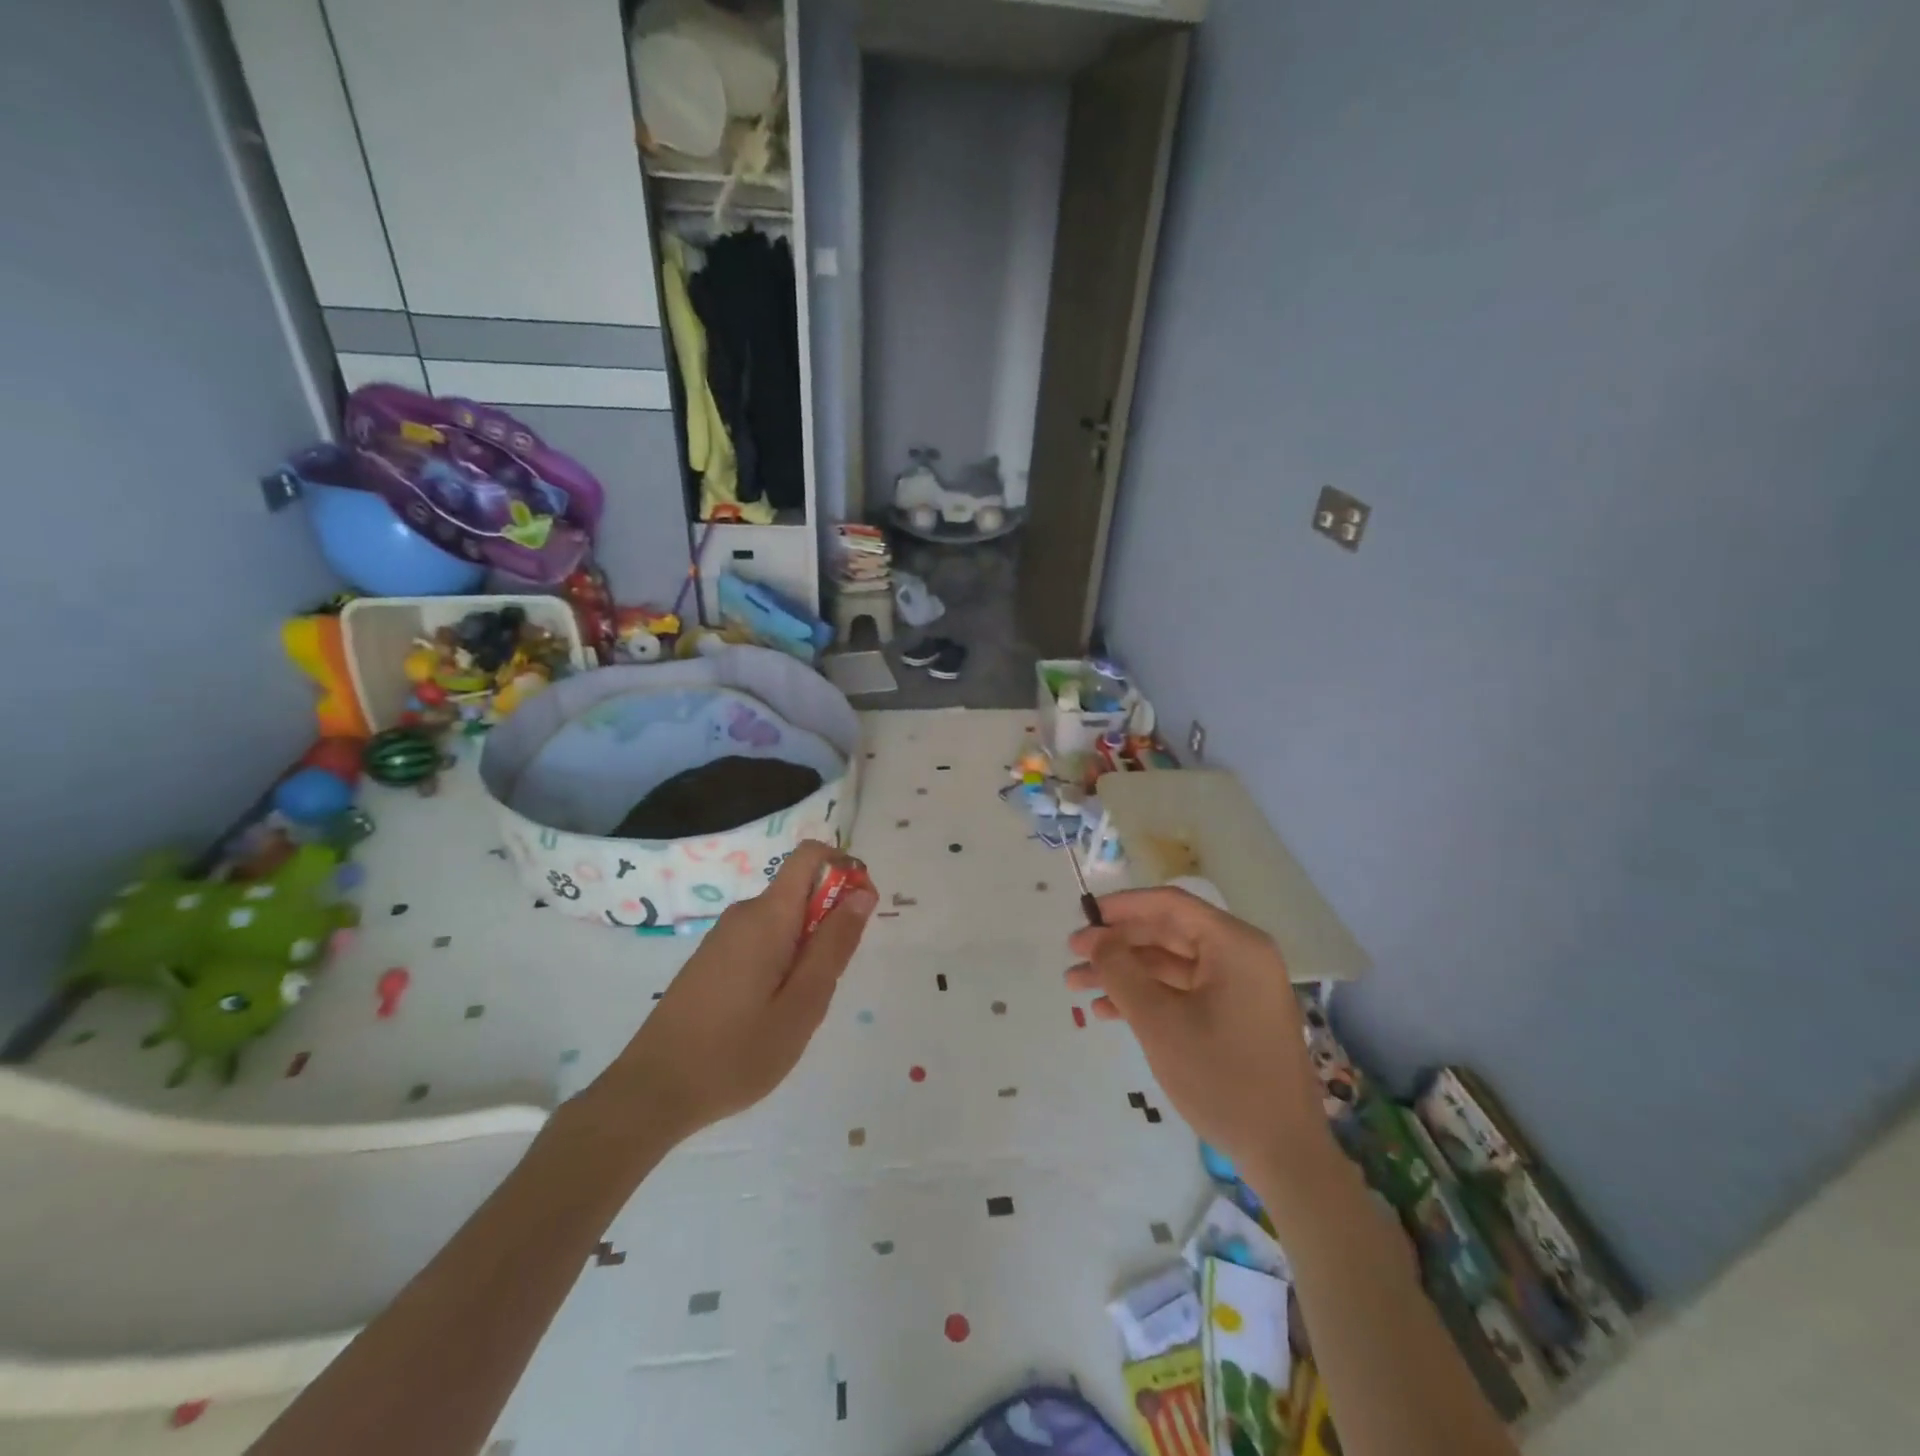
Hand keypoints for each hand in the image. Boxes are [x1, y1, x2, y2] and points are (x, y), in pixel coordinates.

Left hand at [596, 841, 876, 1144]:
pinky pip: (762, 940)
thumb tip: (861, 893)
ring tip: (796, 1007)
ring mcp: (723, 936)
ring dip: (806, 947)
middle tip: (826, 984)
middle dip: (828, 922)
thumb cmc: (737, 1052)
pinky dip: (781, 960)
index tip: (860, 913)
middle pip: (800, 890)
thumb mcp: (803, 1004)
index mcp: (768, 916)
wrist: (652, 1092)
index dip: (843, 869)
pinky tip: (768, 1013)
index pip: (810, 856)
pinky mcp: (711, 959)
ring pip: (783, 920)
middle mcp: (744, 914)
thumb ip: (834, 945)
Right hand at [1067, 887, 1335, 1184]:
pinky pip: (1184, 990)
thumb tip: (1095, 937)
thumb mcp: (1159, 1021)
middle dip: (1117, 944)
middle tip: (1072, 956)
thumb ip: (1120, 971)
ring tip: (1077, 985)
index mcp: (1234, 944)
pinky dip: (1148, 995)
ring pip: (1171, 963)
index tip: (1082, 917)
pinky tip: (1109, 1011)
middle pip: (1168, 932)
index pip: (1169, 904)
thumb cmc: (1221, 1077)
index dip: (1122, 906)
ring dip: (1125, 972)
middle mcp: (1241, 955)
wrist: (1283, 1153)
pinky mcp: (1236, 1015)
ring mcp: (1240, 987)